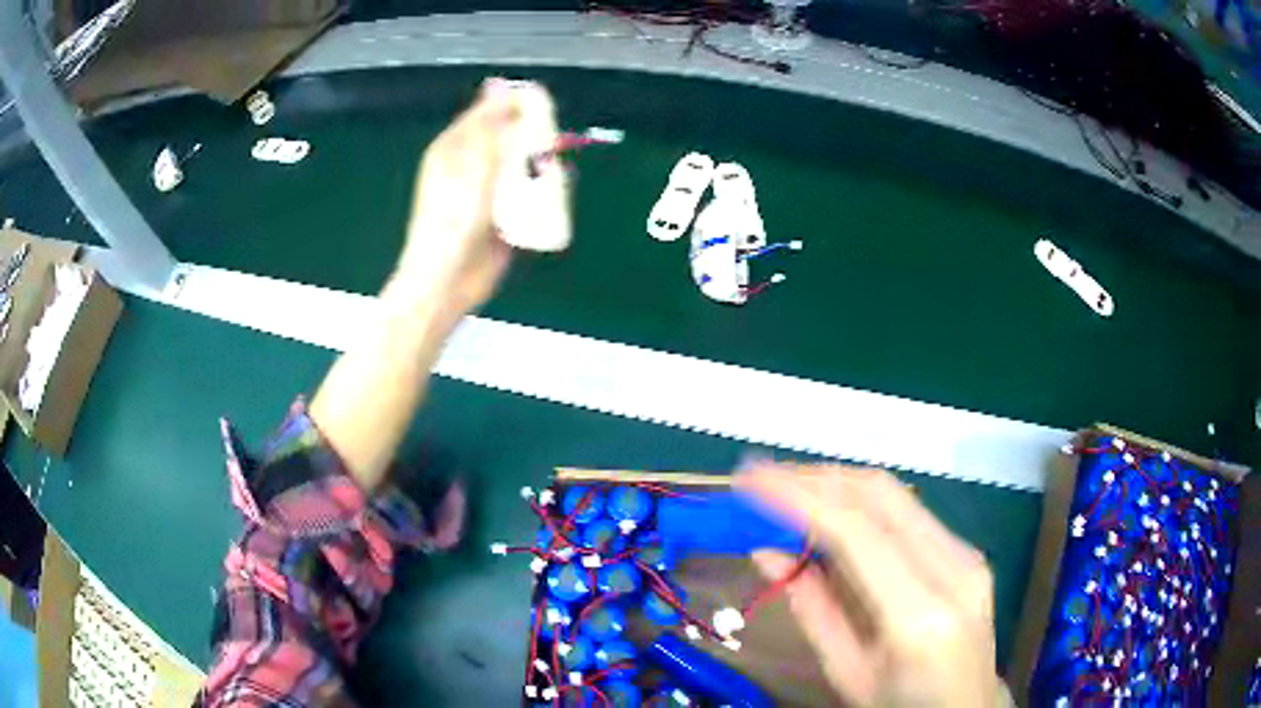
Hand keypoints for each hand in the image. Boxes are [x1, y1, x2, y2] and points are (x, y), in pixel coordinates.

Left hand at [394, 78, 560, 316]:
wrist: (446, 282)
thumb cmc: (451, 224)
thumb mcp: (472, 167)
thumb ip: (488, 127)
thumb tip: (499, 84)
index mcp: (456, 147)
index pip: (492, 112)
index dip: (519, 108)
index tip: (543, 113)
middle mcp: (472, 165)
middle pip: (514, 137)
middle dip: (535, 142)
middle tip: (543, 156)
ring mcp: (488, 191)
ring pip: (525, 166)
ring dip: (541, 171)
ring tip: (545, 182)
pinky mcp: (502, 216)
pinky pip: (529, 196)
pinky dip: (541, 197)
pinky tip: (546, 203)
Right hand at [738, 464, 1000, 707]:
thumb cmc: (901, 706)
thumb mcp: (848, 674)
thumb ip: (812, 610)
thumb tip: (767, 554)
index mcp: (919, 615)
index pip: (857, 532)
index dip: (798, 496)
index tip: (750, 480)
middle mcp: (954, 569)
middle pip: (881, 495)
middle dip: (816, 478)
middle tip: (762, 479)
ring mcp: (967, 555)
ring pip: (896, 495)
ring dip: (837, 485)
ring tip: (787, 492)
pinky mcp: (968, 552)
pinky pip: (909, 514)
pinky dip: (862, 505)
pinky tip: (831, 516)